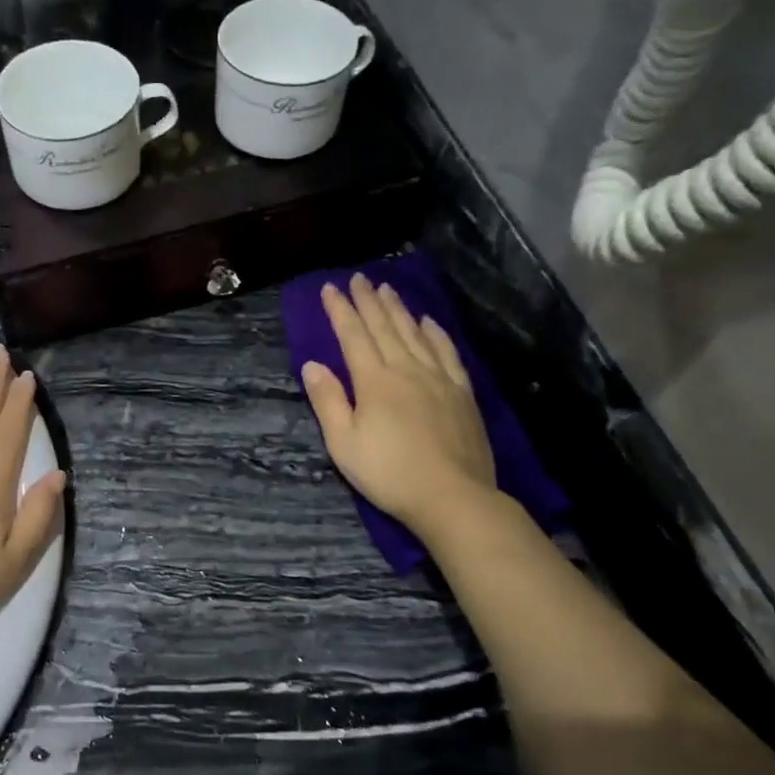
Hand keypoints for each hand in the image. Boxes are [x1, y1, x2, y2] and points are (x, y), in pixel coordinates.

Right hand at [302, 274, 497, 538]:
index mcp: (374, 381)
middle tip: (359, 279)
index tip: (330, 289)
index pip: (353, 336)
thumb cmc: (389, 473)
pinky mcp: (462, 392)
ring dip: (399, 309)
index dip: (340, 311)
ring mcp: (439, 378)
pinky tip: (429, 322)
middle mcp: (407, 369)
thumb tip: (312, 365)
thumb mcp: (343, 443)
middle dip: (368, 301)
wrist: (452, 496)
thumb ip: (328, 401)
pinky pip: (447, 352)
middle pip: (385, 327)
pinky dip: (435, 333)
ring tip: (387, 289)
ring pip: (415, 333)